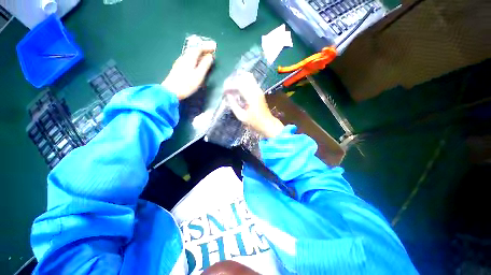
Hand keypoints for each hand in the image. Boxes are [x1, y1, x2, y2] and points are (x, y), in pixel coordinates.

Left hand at [161, 42, 216, 99]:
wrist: (171, 91)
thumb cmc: (187, 84)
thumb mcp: (199, 75)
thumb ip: (205, 65)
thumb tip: (210, 56)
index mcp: (189, 58)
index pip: (199, 48)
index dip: (207, 47)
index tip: (214, 47)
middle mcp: (184, 58)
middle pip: (194, 50)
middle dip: (203, 50)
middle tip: (211, 51)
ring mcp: (180, 63)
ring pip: (191, 55)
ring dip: (199, 54)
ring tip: (206, 57)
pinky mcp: (178, 68)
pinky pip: (189, 60)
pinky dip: (195, 59)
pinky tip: (197, 63)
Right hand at [224, 72, 283, 137]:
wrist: (267, 123)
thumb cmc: (254, 122)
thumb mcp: (241, 116)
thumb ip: (233, 105)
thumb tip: (228, 95)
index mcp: (252, 97)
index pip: (239, 85)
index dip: (230, 86)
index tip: (224, 91)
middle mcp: (256, 90)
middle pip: (244, 77)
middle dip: (234, 80)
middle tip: (227, 88)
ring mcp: (259, 90)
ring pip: (248, 77)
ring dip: (239, 79)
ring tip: (232, 87)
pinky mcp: (259, 91)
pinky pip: (251, 81)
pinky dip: (243, 82)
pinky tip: (238, 89)